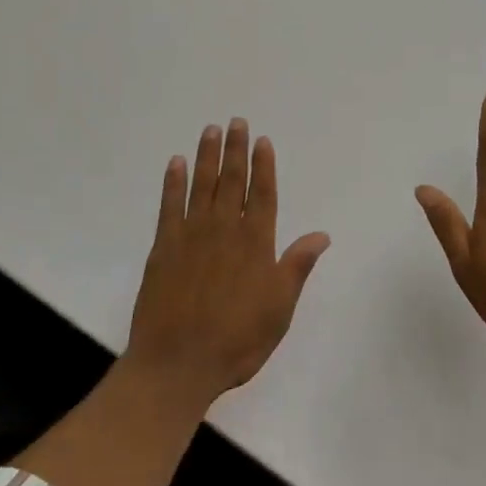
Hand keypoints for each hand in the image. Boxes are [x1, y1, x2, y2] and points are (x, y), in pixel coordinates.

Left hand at [125, 118, 330, 411]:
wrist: (177, 364)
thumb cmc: (236, 340)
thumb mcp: (279, 309)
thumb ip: (297, 266)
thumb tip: (322, 234)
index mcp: (255, 243)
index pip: (263, 193)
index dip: (263, 165)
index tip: (262, 140)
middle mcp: (224, 229)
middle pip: (232, 180)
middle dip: (236, 149)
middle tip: (236, 121)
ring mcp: (191, 234)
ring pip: (202, 184)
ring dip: (207, 155)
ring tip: (210, 130)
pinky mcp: (163, 246)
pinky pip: (169, 205)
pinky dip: (173, 182)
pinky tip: (176, 163)